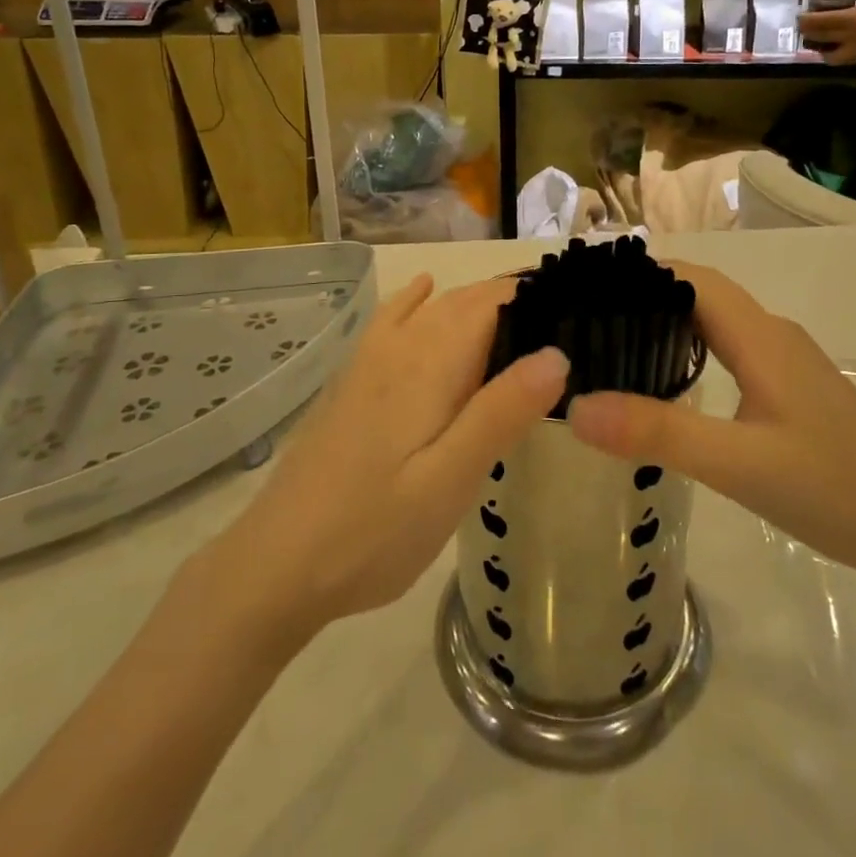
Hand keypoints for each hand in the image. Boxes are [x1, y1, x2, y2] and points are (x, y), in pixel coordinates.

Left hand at [202, 276, 567, 640]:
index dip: (536, 296)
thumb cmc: (375, 531)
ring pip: (432, 307)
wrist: (276, 565)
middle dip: (512, 299)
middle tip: (563, 322)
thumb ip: (502, 412)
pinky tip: (424, 291)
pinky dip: (416, 299)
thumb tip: (557, 352)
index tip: (579, 310)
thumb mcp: (451, 482)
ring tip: (518, 316)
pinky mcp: (351, 381)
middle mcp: (401, 346)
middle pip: (464, 300)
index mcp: (431, 363)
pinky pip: (391, 319)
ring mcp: (369, 361)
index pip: (492, 303)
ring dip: (475, 301)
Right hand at [567, 264, 855, 582]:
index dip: (640, 274)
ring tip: (616, 346)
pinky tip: (673, 384)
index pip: (691, 278)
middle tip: (589, 321)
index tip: (588, 288)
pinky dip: (694, 350)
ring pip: (719, 323)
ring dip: (670, 323)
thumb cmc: (832, 487)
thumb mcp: (736, 464)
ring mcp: (788, 363)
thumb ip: (658, 432)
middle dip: (646, 297)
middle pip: (701, 295)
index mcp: (759, 336)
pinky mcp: (795, 390)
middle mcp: (773, 336)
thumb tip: (577, 406)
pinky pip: (733, 350)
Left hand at [797, 0, 855, 64]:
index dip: (805, 19)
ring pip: (827, 56)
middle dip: (807, 32)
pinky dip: (831, 54)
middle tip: (804, 22)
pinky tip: (832, 44)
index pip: (819, 23)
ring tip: (816, 35)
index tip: (800, 12)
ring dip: (817, 47)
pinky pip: (840, 60)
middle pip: (818, 39)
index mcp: (853, 20)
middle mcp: (850, 39)